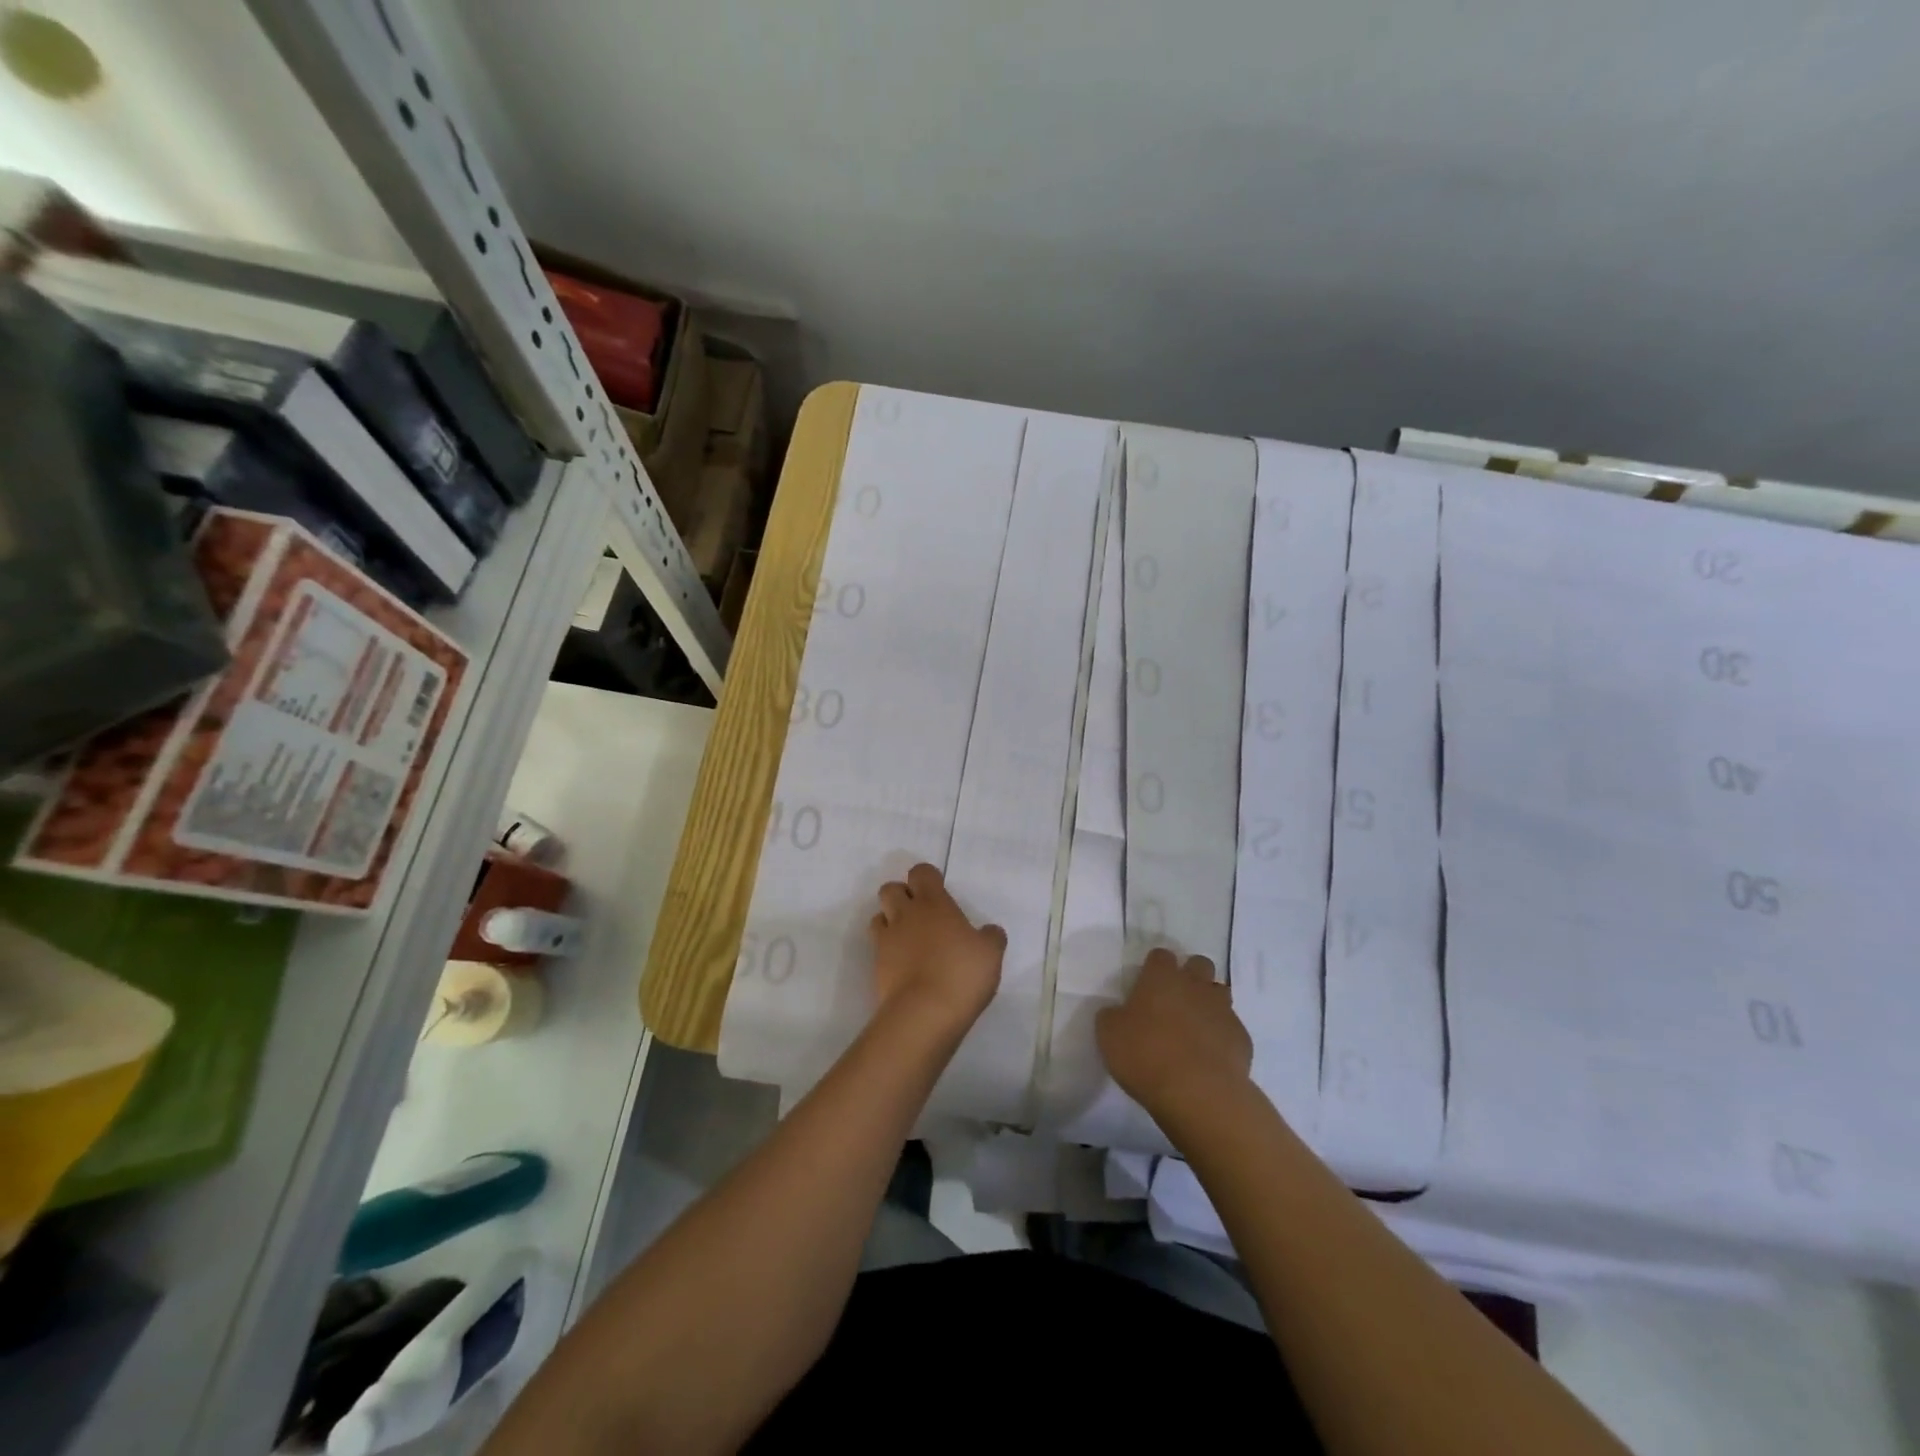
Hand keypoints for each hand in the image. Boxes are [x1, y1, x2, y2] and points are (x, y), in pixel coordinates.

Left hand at [869, 863, 1004, 1033]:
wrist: (924, 1014)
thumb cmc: (961, 974)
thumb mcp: (991, 954)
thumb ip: (991, 937)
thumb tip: (989, 931)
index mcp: (933, 904)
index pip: (921, 873)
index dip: (928, 878)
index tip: (940, 891)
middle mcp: (906, 915)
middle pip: (890, 889)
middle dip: (902, 895)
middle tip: (922, 914)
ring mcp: (887, 940)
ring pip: (879, 915)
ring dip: (891, 920)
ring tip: (910, 939)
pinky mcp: (876, 966)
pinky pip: (877, 946)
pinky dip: (888, 949)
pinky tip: (905, 964)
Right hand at [1097, 948, 1252, 1117]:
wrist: (1198, 1093)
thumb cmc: (1146, 1056)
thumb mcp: (1109, 1035)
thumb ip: (1112, 1016)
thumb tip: (1118, 1013)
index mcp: (1161, 978)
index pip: (1160, 956)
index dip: (1154, 967)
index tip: (1147, 984)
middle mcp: (1195, 985)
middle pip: (1199, 964)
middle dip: (1189, 976)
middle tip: (1174, 1000)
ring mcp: (1222, 1010)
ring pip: (1219, 992)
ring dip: (1208, 1002)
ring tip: (1195, 1027)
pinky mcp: (1241, 1038)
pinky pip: (1231, 1028)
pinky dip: (1222, 1036)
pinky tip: (1210, 1056)